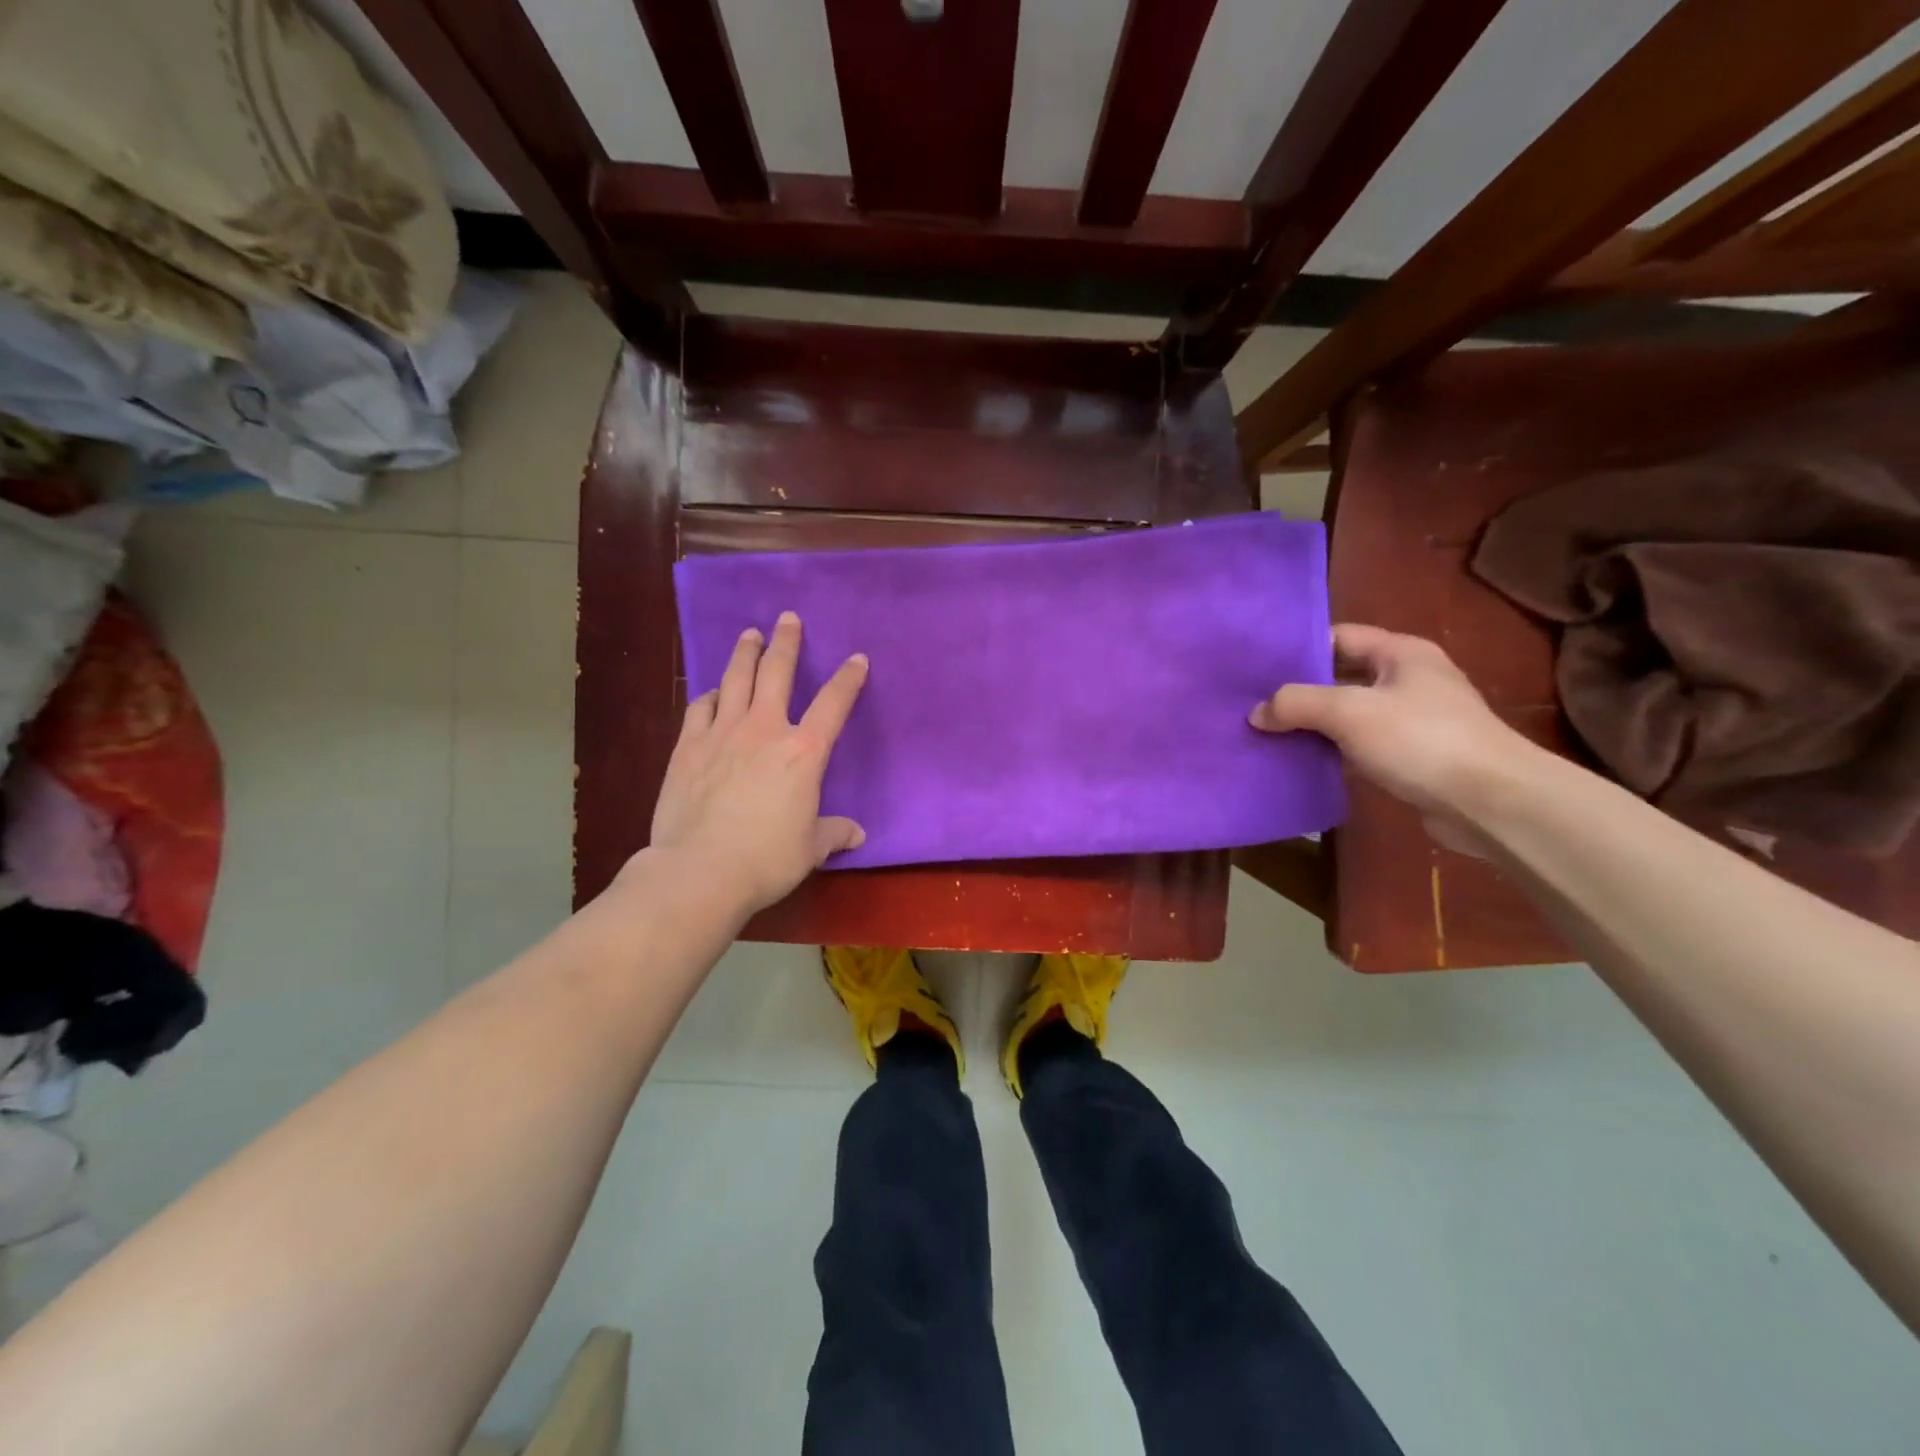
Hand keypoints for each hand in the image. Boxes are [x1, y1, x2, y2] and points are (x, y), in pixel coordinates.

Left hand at [646, 611, 868, 917]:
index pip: (834, 704)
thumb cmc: (766, 859)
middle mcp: (764, 730)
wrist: (700, 870)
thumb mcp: (810, 849)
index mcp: (804, 752)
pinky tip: (713, 691)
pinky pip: (700, 707)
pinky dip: (710, 695)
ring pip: (735, 679)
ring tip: (750, 634)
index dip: (848, 679)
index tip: (857, 658)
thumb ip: (834, 833)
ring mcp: (722, 733)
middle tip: (787, 619)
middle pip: (777, 672)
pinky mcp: (687, 747)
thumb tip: (857, 835)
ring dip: (745, 653)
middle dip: (786, 642)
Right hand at [1250, 624, 1531, 850]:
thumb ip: (1296, 704)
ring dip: (1313, 725)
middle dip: (1300, 691)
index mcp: (1401, 653)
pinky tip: (1302, 762)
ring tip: (1268, 734)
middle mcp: (1409, 680)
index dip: (1299, 648)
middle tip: (1253, 703)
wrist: (1490, 802)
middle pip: (1341, 677)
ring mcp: (1414, 720)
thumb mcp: (1348, 712)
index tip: (1258, 667)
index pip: (1338, 637)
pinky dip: (1332, 752)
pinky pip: (1360, 746)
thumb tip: (1256, 713)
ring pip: (1349, 715)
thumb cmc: (1420, 740)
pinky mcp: (1412, 757)